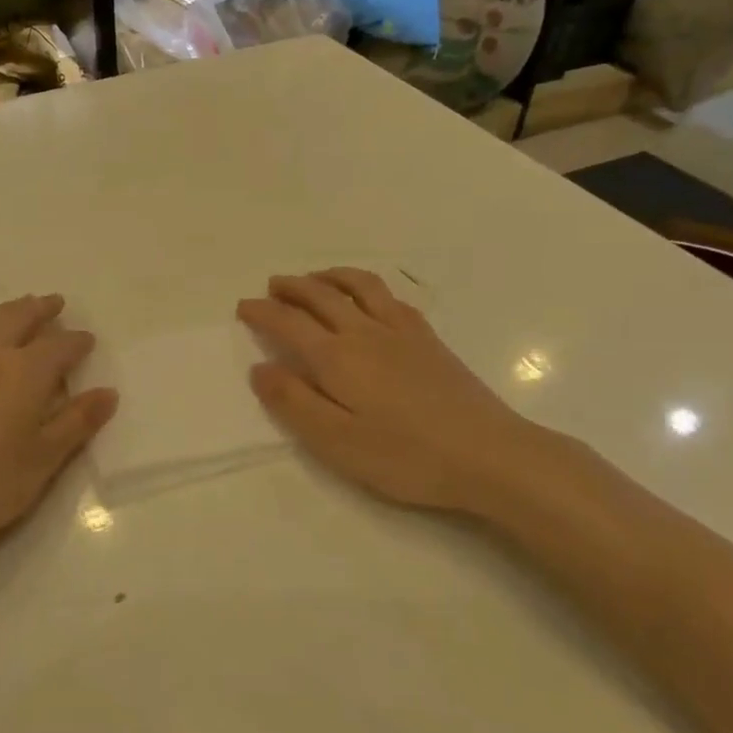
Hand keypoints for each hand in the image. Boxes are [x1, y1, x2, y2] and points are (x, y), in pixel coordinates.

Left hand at [0, 295, 117, 564]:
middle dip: (40, 309)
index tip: (88, 340)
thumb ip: (76, 422)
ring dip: (7, 311)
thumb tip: (108, 392)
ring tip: (19, 309)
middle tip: (55, 302)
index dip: (77, 341)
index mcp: (24, 372)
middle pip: (17, 318)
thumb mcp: (43, 460)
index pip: (59, 346)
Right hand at [237, 268, 551, 514]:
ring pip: (358, 286)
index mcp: (336, 358)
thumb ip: (293, 402)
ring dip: (330, 277)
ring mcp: (401, 332)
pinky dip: (367, 287)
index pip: (289, 323)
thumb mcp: (335, 441)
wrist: (489, 455)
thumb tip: (260, 368)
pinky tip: (368, 297)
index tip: (243, 307)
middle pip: (321, 296)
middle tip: (272, 286)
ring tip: (314, 278)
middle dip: (291, 287)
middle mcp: (364, 333)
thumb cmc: (405, 456)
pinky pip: (390, 297)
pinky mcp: (428, 340)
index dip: (262, 312)